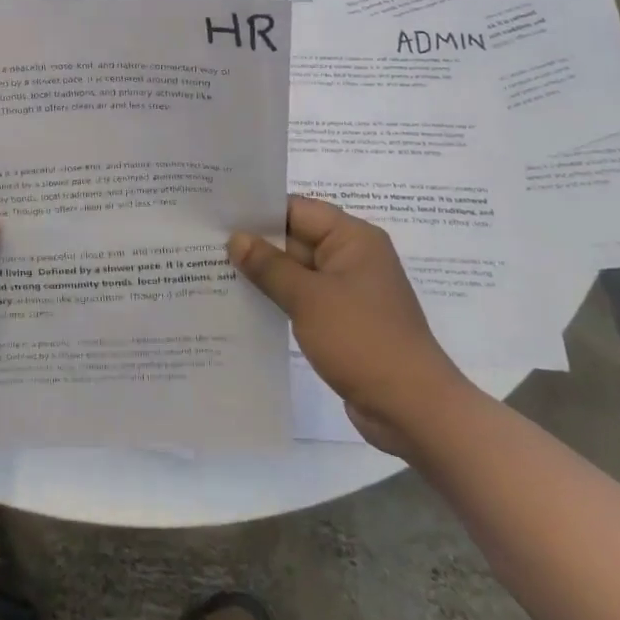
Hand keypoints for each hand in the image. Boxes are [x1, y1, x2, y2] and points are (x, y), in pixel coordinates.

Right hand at [228, 196, 474, 455]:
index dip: (258, 211)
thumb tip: (236, 238)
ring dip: (264, 274)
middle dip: (255, 244)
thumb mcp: (309, 298)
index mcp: (353, 239)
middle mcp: (352, 257)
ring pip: (296, 271)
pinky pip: (304, 298)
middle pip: (295, 238)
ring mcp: (348, 291)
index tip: (217, 214)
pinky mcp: (343, 320)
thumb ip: (269, 266)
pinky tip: (242, 303)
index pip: (297, 209)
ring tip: (213, 270)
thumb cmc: (363, 340)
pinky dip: (278, 298)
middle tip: (205, 242)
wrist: (414, 410)